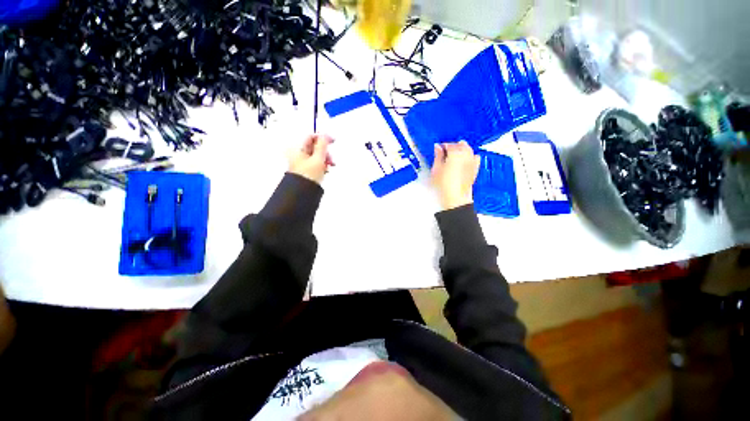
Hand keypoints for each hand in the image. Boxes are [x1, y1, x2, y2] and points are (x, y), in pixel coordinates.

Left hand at [289, 134, 334, 183]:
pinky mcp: (306, 170)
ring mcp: (302, 163)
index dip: (322, 138)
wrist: (303, 192)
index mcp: (298, 149)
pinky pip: (316, 163)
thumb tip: (325, 136)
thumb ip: (322, 145)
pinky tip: (326, 170)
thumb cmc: (308, 175)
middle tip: (330, 158)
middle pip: (315, 147)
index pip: (311, 137)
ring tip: (329, 165)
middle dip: (325, 151)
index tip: (332, 141)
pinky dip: (322, 165)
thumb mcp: (318, 158)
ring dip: (325, 159)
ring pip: (316, 156)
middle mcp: (298, 154)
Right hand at [431, 141, 479, 209]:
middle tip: (446, 152)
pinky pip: (475, 157)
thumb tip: (437, 147)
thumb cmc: (445, 185)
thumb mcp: (436, 169)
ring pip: (469, 149)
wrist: (454, 197)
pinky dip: (471, 156)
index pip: (449, 144)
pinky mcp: (475, 169)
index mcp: (455, 154)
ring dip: (462, 150)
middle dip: (453, 146)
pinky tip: (465, 160)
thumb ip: (437, 156)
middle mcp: (466, 155)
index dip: (442, 146)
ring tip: (454, 155)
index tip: (438, 149)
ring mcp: (472, 162)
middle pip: (461, 145)